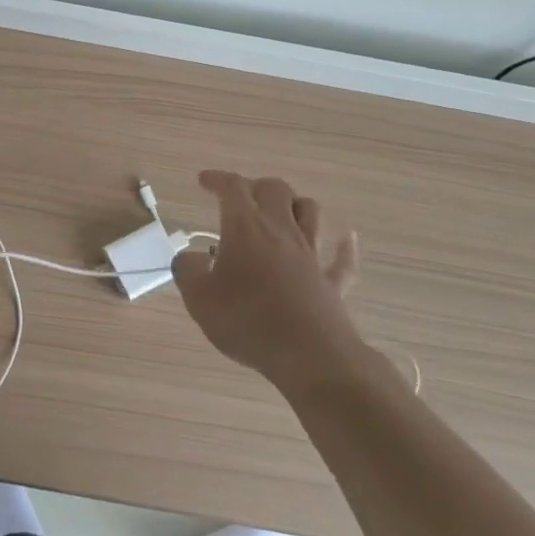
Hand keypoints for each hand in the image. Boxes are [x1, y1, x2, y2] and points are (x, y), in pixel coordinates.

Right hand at [171, 171, 362, 396]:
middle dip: (256, 186)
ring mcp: (311, 255)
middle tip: (241, 198)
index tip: (204, 181)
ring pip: (310, 212)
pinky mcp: (331, 282)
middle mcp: (281, 230)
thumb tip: (189, 258)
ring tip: (283, 212)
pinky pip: (342, 259)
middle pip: (275, 190)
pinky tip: (346, 239)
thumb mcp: (199, 298)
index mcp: (245, 227)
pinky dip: (344, 246)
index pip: (232, 188)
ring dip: (295, 205)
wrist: (309, 355)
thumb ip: (188, 271)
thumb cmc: (247, 321)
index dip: (218, 179)